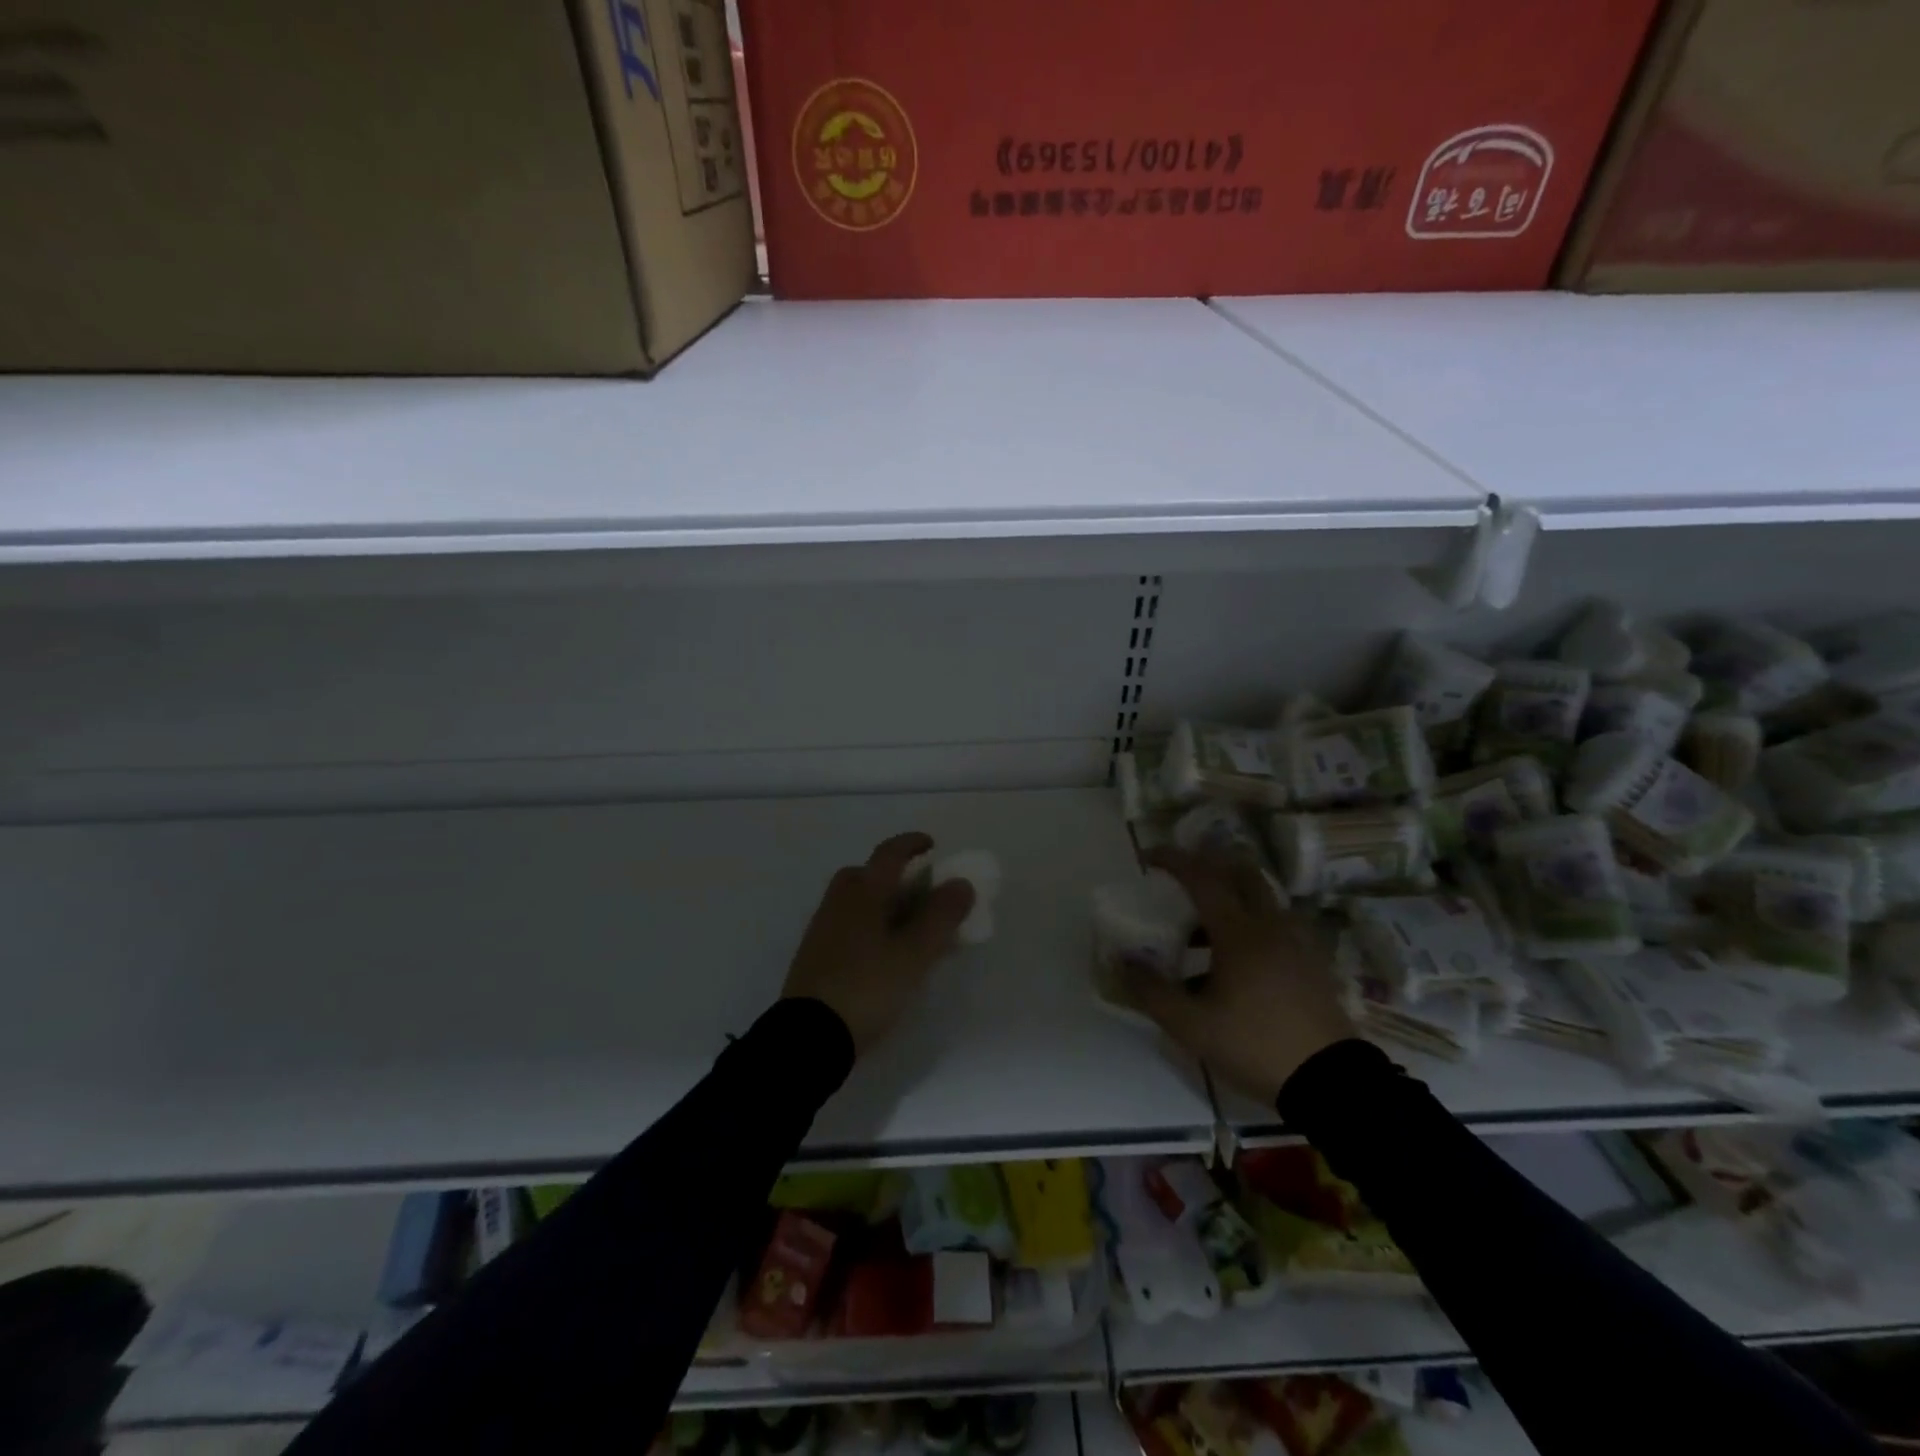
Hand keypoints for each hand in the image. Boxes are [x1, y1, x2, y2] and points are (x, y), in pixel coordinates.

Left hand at [781, 832, 976, 1055]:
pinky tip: (885, 955)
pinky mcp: (816, 956)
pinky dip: (871, 926)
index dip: (911, 844)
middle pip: (867, 875)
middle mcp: (839, 902)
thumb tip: (961, 883)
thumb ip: (941, 916)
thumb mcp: (915, 953)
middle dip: (895, 876)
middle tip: (921, 894)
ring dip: (884, 904)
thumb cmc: (868, 986)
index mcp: (863, 892)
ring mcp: (823, 929)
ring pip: (857, 902)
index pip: (889, 854)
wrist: (809, 1036)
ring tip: (910, 930)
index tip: (932, 845)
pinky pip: (850, 925)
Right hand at [1116, 848, 1353, 1106]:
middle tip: (1180, 878)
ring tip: (1198, 931)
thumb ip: (1152, 991)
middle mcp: (1271, 925)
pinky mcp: (1312, 962)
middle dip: (1209, 865)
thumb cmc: (1255, 1045)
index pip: (1203, 878)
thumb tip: (1123, 961)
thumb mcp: (1192, 1026)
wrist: (1332, 1083)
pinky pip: (1275, 924)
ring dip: (1229, 898)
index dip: (1174, 860)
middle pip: (1241, 873)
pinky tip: (1234, 960)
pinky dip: (1249, 922)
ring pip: (1260, 899)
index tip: (1148, 857)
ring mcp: (1297, 941)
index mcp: (1239, 932)